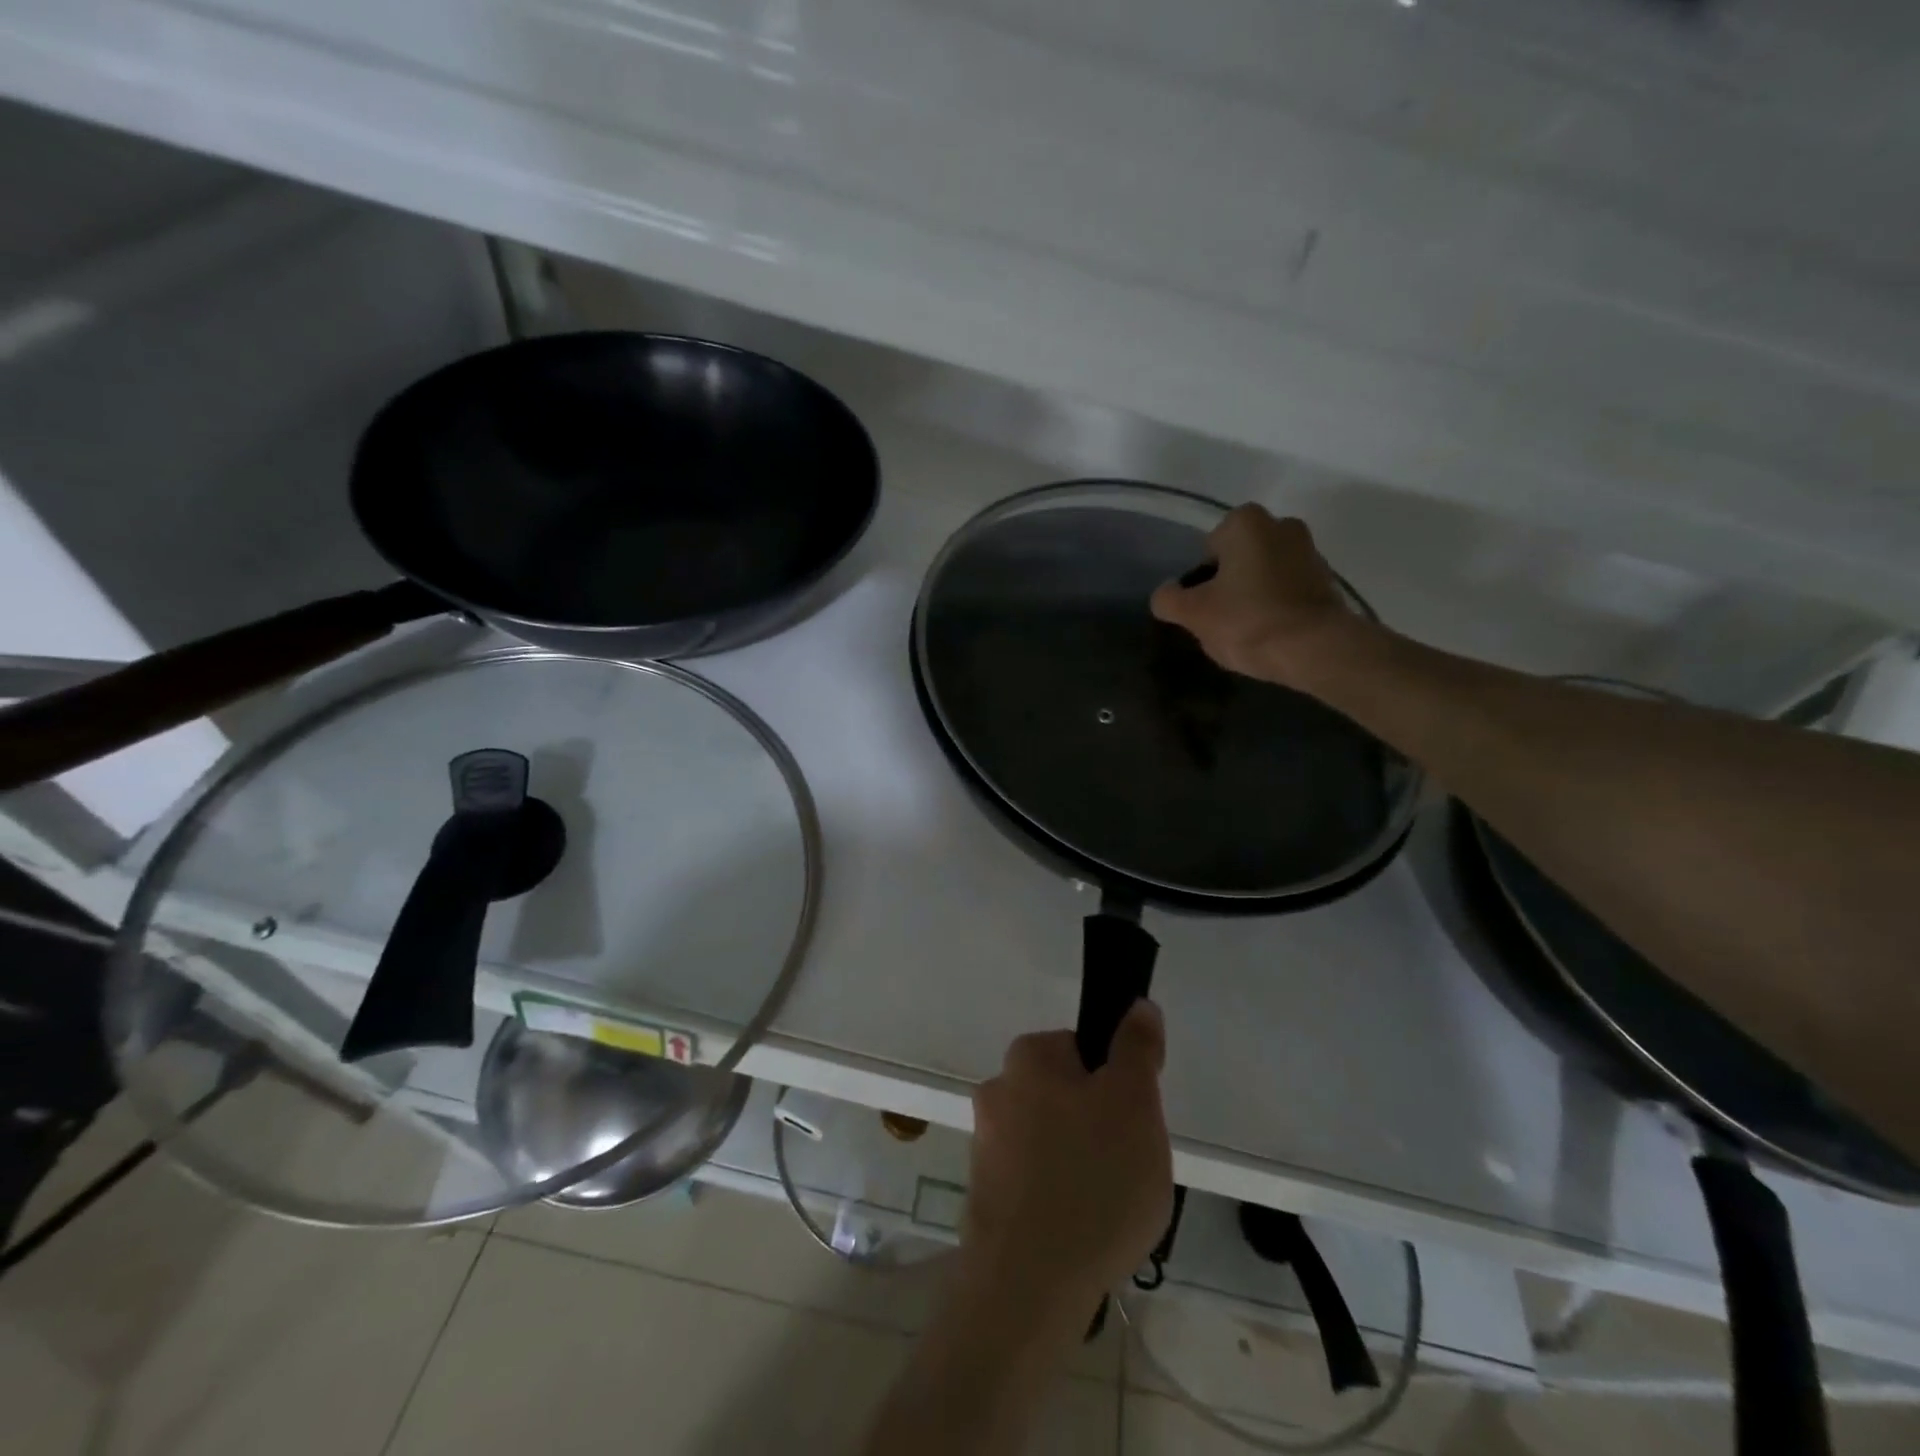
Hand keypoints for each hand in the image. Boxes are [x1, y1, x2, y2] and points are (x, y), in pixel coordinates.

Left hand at [962, 1003, 1172, 1321]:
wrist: (1029, 1285)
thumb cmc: (1092, 1179)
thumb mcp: (1134, 1102)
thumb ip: (1137, 1048)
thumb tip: (1137, 1005)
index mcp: (1027, 1057)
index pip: (1083, 1050)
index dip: (1117, 1083)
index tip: (1134, 1121)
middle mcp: (997, 1091)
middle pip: (1067, 1095)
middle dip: (1099, 1125)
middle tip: (1127, 1166)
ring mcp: (986, 1145)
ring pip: (1052, 1140)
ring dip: (1080, 1163)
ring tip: (1108, 1208)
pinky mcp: (985, 1197)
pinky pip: (1037, 1183)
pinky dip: (1060, 1198)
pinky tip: (1081, 1232)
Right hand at [1150, 505, 1364, 688]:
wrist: (1316, 649)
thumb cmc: (1248, 621)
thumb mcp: (1193, 614)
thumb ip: (1169, 599)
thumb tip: (1166, 594)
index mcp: (1246, 522)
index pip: (1208, 549)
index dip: (1201, 581)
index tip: (1206, 608)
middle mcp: (1281, 525)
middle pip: (1238, 559)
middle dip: (1229, 584)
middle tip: (1222, 620)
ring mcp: (1309, 551)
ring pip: (1264, 574)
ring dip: (1253, 595)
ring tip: (1247, 632)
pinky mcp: (1327, 580)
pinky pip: (1287, 590)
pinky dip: (1277, 606)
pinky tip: (1271, 634)